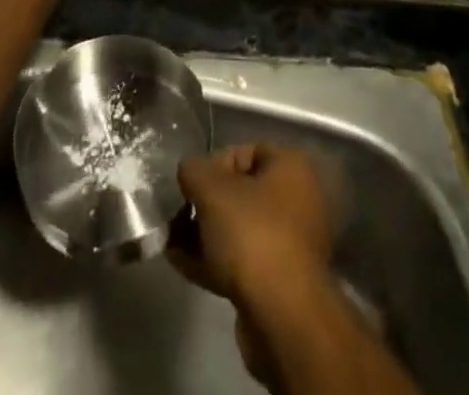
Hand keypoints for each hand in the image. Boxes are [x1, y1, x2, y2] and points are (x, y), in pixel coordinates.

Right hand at [170, 143, 334, 306]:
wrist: (282, 317)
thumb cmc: (251, 234)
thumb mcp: (211, 189)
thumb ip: (193, 170)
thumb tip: (189, 171)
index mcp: (292, 168)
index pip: (245, 151)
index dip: (213, 163)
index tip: (192, 184)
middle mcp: (298, 201)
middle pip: (241, 193)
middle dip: (205, 204)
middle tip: (178, 214)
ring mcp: (291, 245)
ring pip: (239, 229)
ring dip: (204, 234)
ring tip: (171, 241)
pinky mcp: (279, 282)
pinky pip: (241, 260)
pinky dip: (213, 259)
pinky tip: (180, 263)